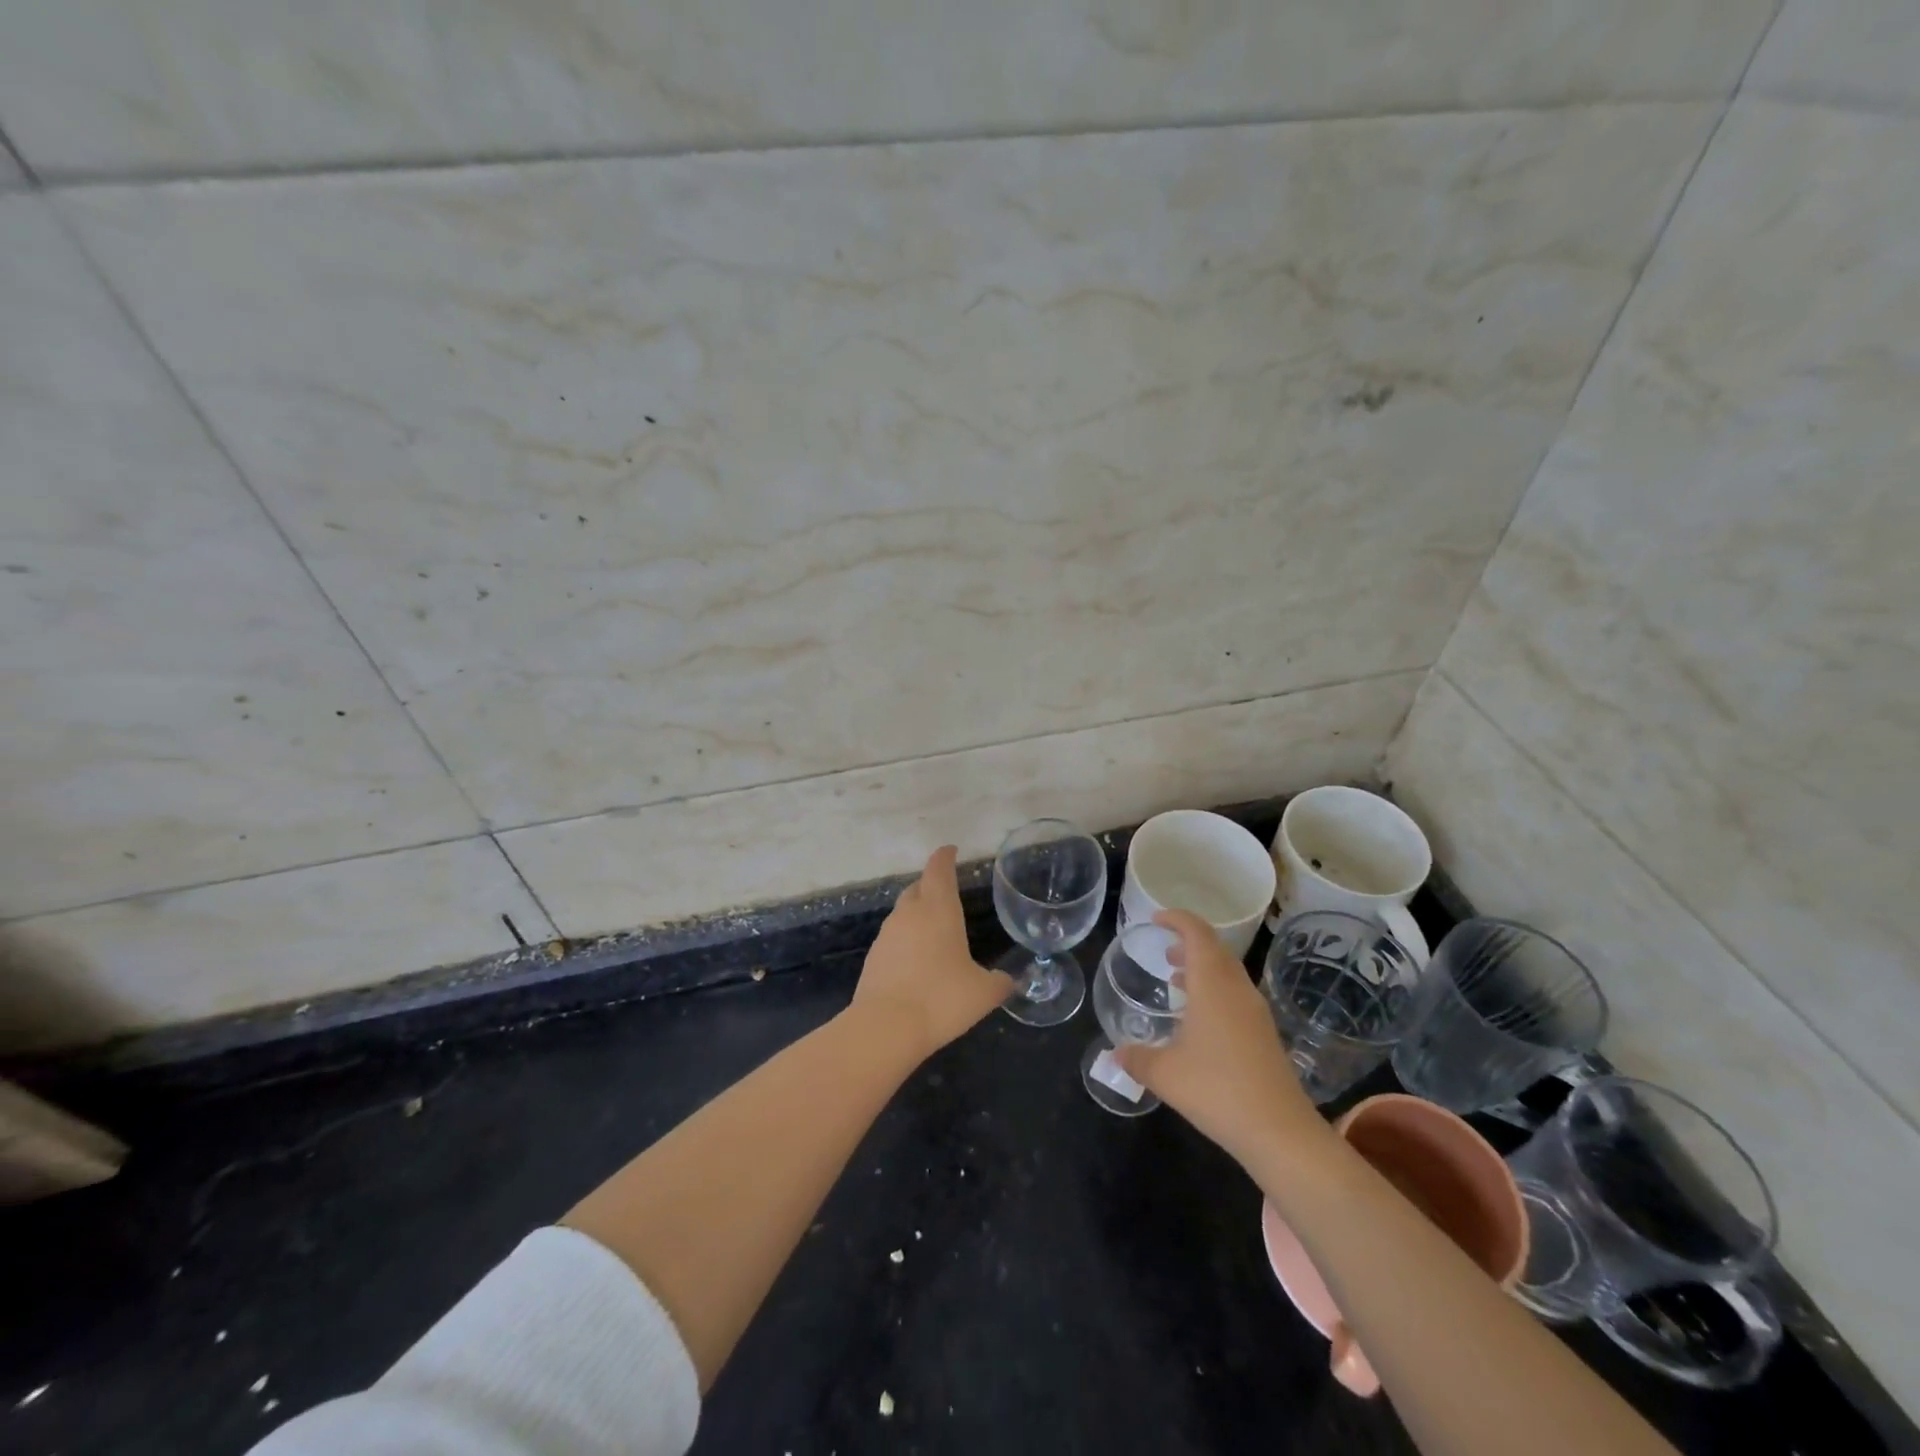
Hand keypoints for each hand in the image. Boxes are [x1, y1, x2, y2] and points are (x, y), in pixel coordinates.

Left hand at [850, 846, 1012, 1061]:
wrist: (885, 1027)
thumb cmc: (941, 999)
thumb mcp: (983, 993)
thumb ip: (999, 982)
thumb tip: (1008, 980)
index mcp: (938, 909)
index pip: (939, 870)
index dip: (945, 857)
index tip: (950, 850)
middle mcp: (909, 914)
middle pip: (918, 887)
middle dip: (931, 884)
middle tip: (946, 892)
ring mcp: (887, 934)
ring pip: (903, 912)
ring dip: (917, 913)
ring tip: (934, 929)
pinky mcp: (873, 957)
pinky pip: (894, 938)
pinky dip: (906, 940)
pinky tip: (917, 960)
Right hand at [1116, 910, 1321, 1165]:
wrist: (1279, 1131)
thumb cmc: (1216, 1089)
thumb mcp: (1164, 1074)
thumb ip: (1136, 1058)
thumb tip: (1113, 1054)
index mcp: (1212, 984)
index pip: (1197, 933)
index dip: (1177, 919)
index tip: (1156, 919)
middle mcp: (1237, 989)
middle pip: (1215, 949)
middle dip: (1188, 943)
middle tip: (1163, 950)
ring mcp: (1255, 1011)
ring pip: (1228, 973)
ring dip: (1202, 968)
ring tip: (1176, 980)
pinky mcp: (1265, 1034)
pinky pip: (1235, 994)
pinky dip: (1214, 990)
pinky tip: (1198, 1019)